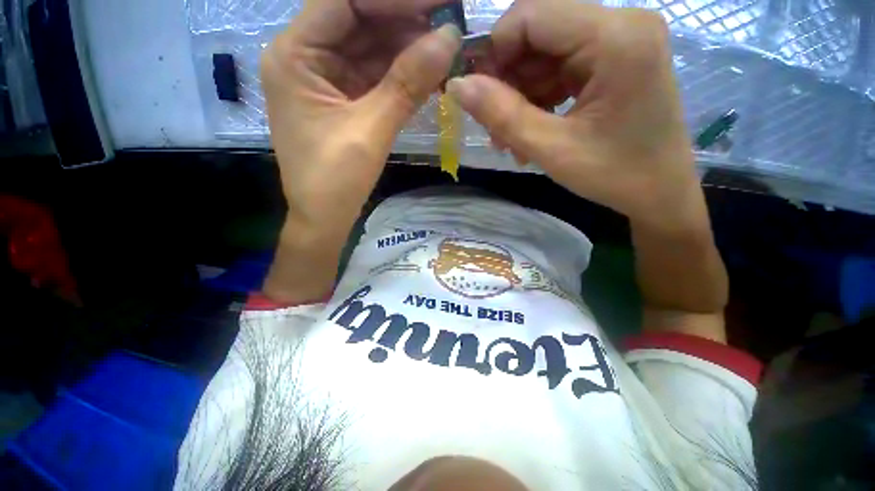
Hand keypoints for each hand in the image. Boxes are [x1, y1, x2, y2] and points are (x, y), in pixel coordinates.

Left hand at [261, 0, 461, 235]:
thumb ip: (408, 83)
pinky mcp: (343, 100)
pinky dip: (401, 74)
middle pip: (358, 21)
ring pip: (370, 48)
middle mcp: (306, 58)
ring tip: (445, 47)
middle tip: (448, 24)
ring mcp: (325, 80)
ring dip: (407, 48)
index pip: (344, 1)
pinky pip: (374, 75)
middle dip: (404, 22)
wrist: (325, 218)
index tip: (436, 3)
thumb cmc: (335, 180)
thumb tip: (450, 38)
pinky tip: (428, 71)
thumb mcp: (371, 130)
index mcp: (295, 55)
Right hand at [450, 1, 700, 228]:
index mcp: (616, 37)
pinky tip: (530, 131)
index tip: (476, 95)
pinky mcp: (614, 61)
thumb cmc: (614, 176)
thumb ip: (502, 115)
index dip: (494, 51)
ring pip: (544, 54)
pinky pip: (560, 69)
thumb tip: (458, 86)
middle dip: (507, 80)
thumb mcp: (552, 149)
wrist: (660, 193)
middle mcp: (622, 24)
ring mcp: (620, 42)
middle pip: (538, 33)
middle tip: (493, 126)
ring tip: (509, 139)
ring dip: (519, 95)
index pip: (531, 15)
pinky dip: (538, 99)